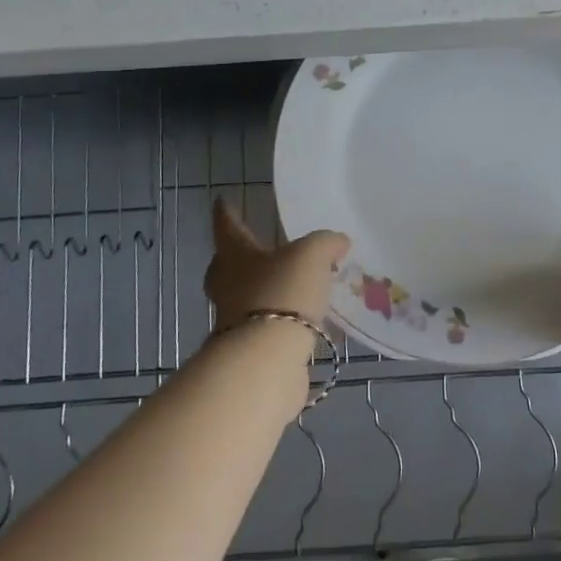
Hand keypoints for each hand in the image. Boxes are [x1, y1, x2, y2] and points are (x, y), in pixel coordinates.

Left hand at [204, 198, 349, 339]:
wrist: (267, 359)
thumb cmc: (282, 292)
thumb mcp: (312, 255)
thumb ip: (326, 243)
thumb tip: (338, 242)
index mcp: (236, 256)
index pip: (228, 227)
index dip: (227, 213)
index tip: (221, 201)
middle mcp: (228, 287)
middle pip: (227, 268)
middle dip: (239, 260)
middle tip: (258, 251)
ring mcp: (235, 322)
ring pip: (248, 299)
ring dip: (267, 293)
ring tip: (298, 288)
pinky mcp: (251, 351)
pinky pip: (270, 328)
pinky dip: (286, 323)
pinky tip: (311, 324)